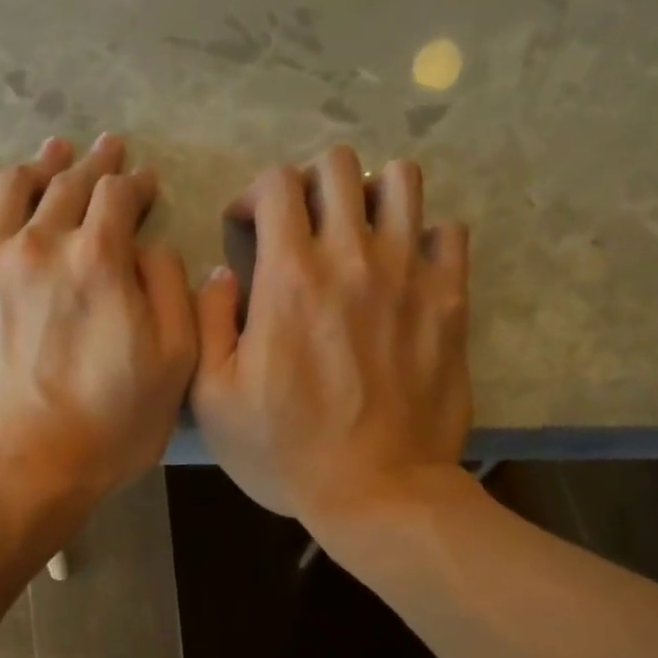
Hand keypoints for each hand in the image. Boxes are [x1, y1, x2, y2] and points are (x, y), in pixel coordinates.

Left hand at [0, 134, 197, 509]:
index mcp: (99, 261)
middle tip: (105, 150)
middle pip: (67, 185)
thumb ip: (170, 293)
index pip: (119, 198)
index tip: (144, 185)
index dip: (136, 185)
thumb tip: (150, 248)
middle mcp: (39, 245)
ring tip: (52, 154)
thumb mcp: (172, 368)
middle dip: (93, 164)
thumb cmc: (106, 430)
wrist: (16, 473)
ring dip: (39, 165)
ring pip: (12, 190)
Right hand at [191, 147, 470, 527]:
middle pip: (338, 166)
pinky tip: (404, 269)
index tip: (247, 228)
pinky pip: (447, 232)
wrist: (376, 492)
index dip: (254, 195)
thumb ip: (207, 322)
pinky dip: (423, 237)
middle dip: (309, 184)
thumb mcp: (214, 399)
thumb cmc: (285, 452)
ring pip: (401, 181)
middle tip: (300, 226)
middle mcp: (352, 257)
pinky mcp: (450, 301)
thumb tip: (220, 273)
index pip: (276, 184)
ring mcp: (410, 274)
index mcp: (289, 276)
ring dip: (370, 195)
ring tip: (356, 234)